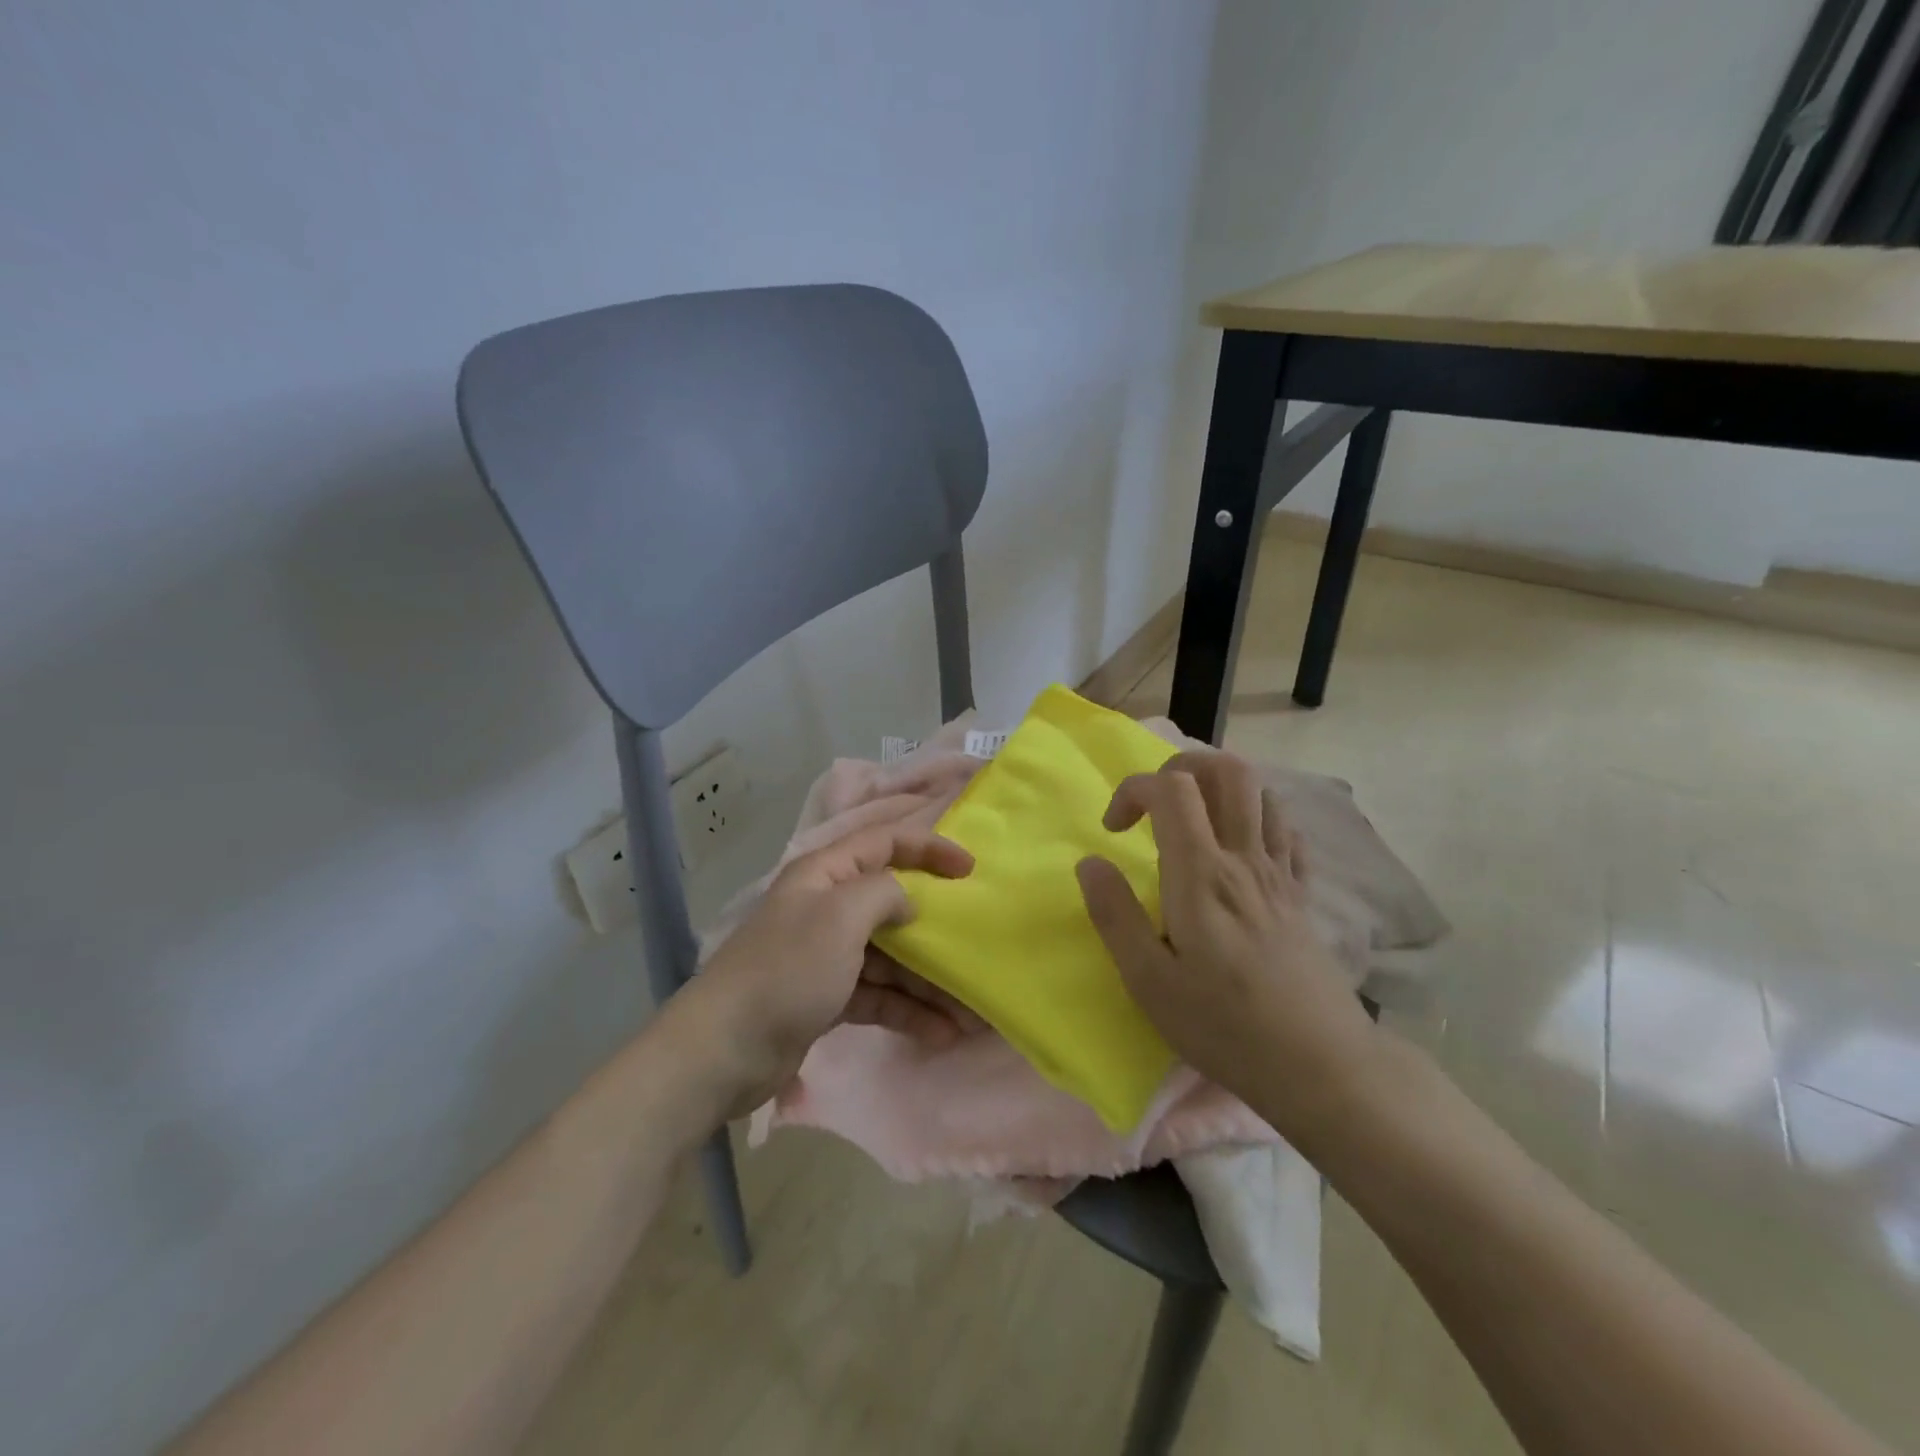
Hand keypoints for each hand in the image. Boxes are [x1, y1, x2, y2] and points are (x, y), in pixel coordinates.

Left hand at [681, 822, 975, 1116]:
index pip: (885, 842)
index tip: (971, 869)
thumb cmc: (787, 970)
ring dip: (928, 980)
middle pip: (892, 904)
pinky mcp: (827, 997)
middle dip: (935, 928)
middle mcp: (827, 907)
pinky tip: (941, 1032)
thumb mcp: (840, 917)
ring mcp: (827, 955)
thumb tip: (908, 902)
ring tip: (970, 1010)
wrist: (724, 1051)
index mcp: (825, 874)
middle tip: (976, 946)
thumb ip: (884, 892)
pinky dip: (908, 1009)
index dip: (929, 848)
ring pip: (891, 956)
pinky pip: (879, 994)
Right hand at [1075, 751, 1379, 1144]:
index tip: (1113, 831)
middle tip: (1156, 805)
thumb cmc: (1225, 1026)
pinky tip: (1240, 849)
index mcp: (1201, 874)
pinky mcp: (1303, 896)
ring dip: (1222, 790)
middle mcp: (1244, 859)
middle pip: (1228, 771)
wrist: (1322, 1067)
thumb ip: (1115, 915)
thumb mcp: (1149, 982)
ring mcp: (1281, 874)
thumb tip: (1089, 863)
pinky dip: (1258, 820)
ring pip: (1262, 793)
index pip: (1171, 788)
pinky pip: (1287, 832)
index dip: (1133, 790)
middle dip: (1183, 768)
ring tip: (1194, 822)